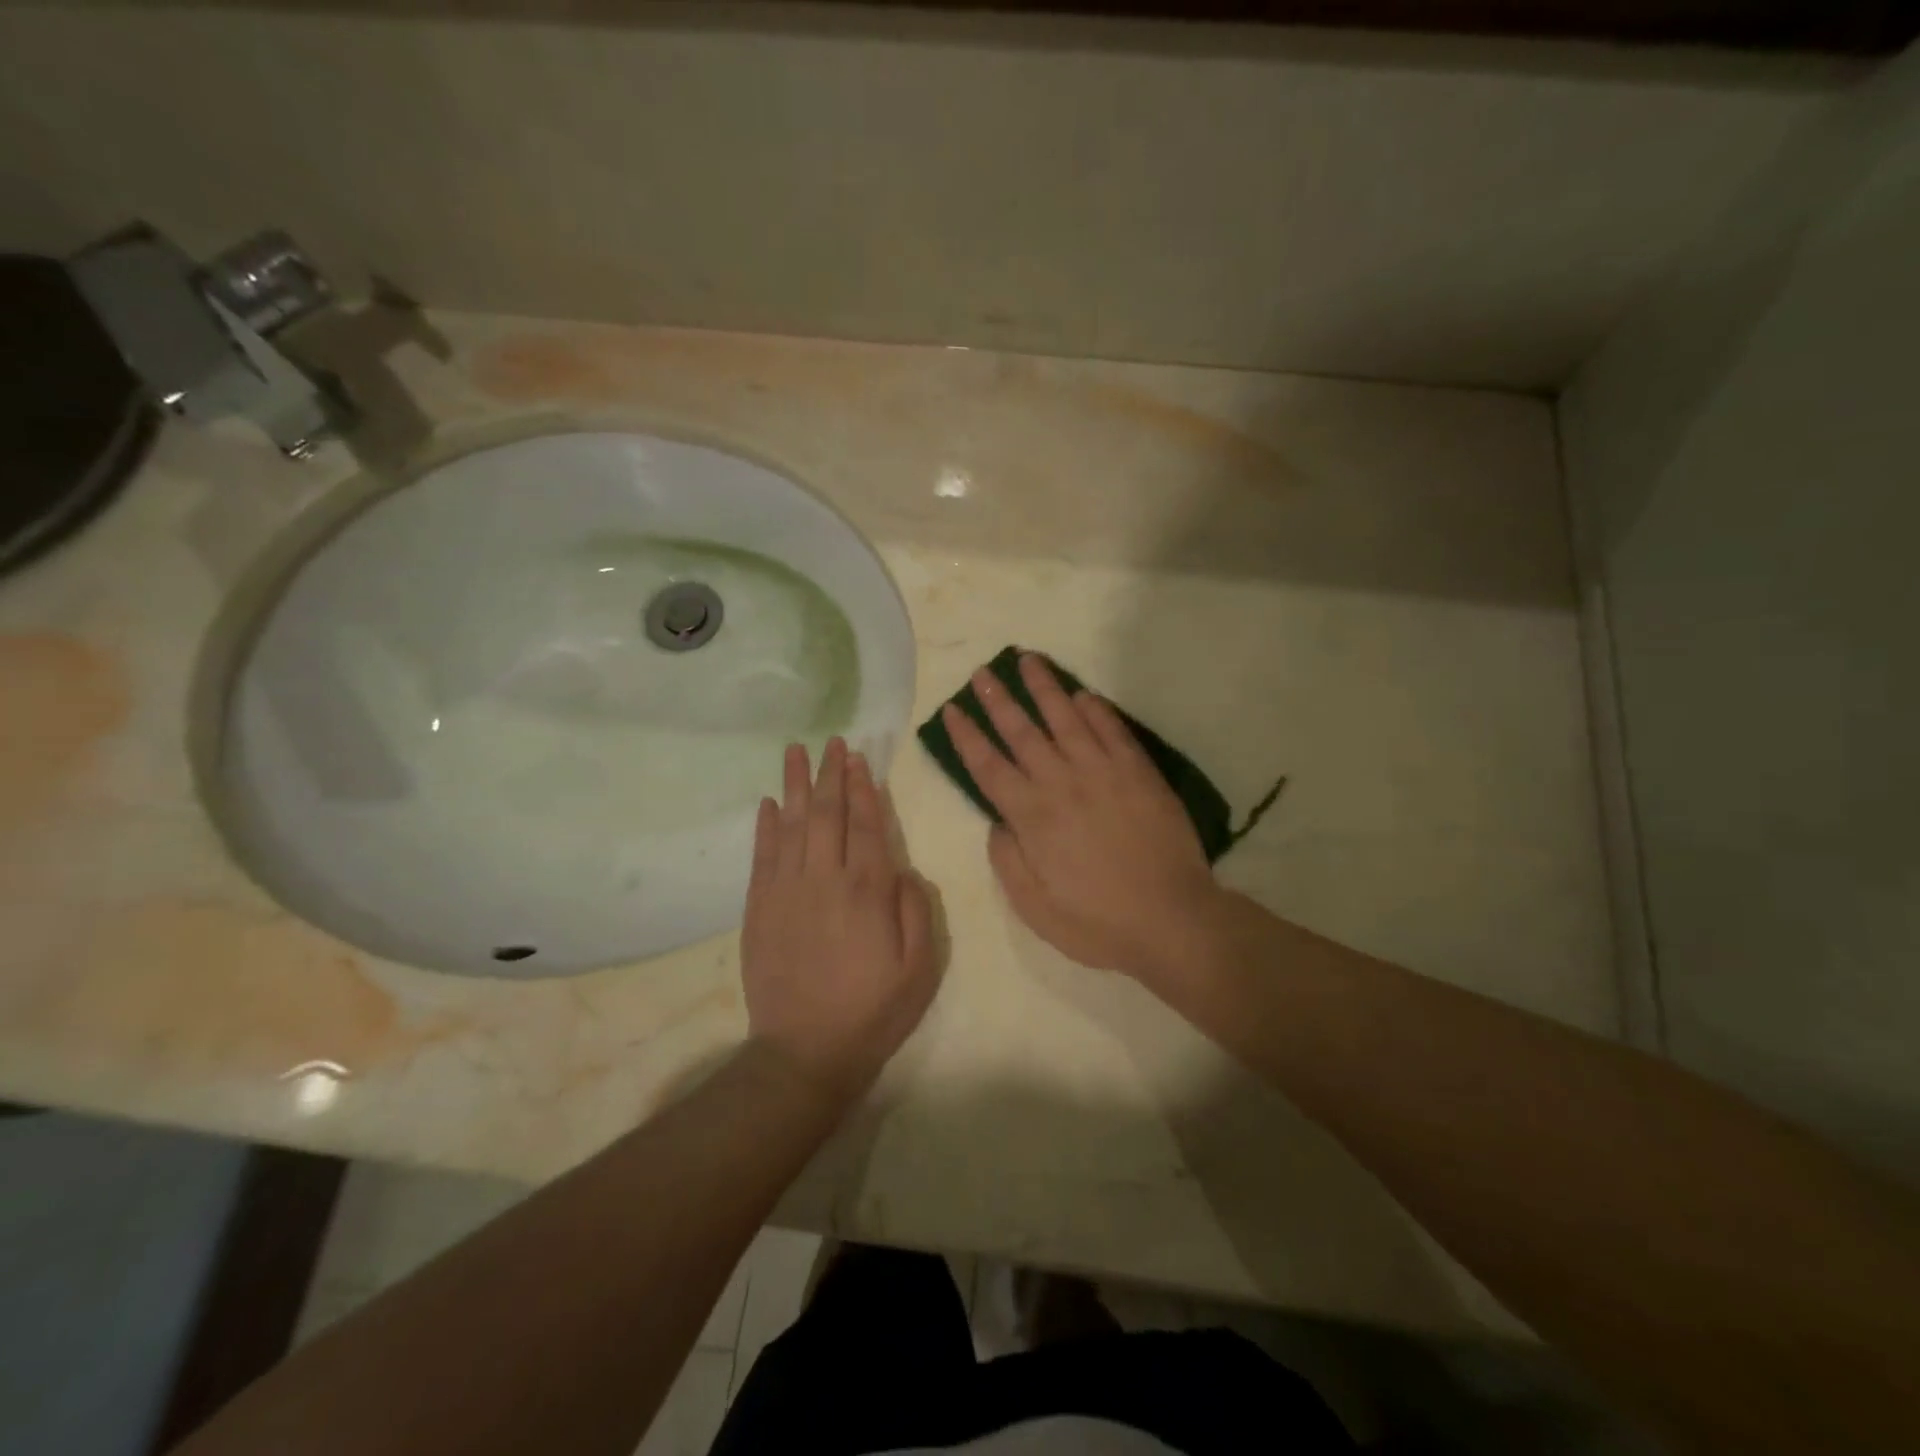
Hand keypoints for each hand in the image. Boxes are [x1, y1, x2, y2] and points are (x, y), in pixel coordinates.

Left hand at [741, 738, 940, 1105]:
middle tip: (832, 742)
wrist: (804, 1053)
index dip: (863, 789)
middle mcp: (825, 880)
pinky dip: (766, 826)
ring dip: (795, 786)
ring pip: (792, 826)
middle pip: (827, 815)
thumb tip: (903, 868)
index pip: (866, 826)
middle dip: (830, 775)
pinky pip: (762, 856)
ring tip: (796, 752)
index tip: (859, 759)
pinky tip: (770, 802)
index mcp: (867, 892)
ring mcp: (786, 892)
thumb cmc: (872, 1012)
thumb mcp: (919, 969)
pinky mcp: (759, 909)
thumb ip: (916, 911)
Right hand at [942, 653, 1226, 986]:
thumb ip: (1008, 860)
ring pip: (1066, 718)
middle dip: (998, 699)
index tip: (952, 710)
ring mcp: (1102, 772)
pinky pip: (1112, 730)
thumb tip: (997, 822)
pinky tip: (1082, 693)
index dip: (967, 736)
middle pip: (1022, 731)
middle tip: (983, 672)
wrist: (1170, 918)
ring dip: (1044, 687)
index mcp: (1031, 816)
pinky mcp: (1138, 772)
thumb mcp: (1034, 907)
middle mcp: (1061, 783)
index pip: (988, 766)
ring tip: (1027, 659)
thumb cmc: (1097, 921)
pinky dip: (1095, 709)